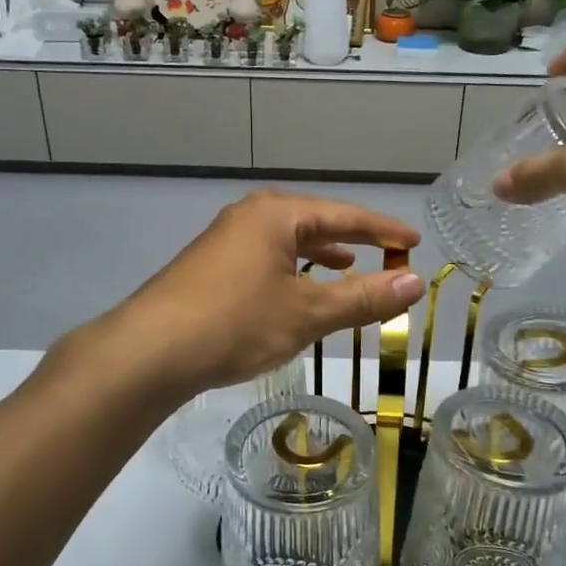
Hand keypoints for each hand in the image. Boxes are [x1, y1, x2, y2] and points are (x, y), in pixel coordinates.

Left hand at [102, 192, 424, 396]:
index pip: (345, 215)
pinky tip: (297, 289)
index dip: (383, 230)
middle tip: (389, 252)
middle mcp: (250, 216)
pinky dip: (293, 269)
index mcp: (276, 214)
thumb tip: (416, 282)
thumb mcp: (307, 313)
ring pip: (287, 241)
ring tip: (349, 265)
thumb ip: (363, 298)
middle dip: (353, 239)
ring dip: (322, 254)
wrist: (150, 351)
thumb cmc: (236, 324)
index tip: (414, 240)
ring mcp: (225, 240)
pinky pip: (266, 258)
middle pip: (315, 222)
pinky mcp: (210, 266)